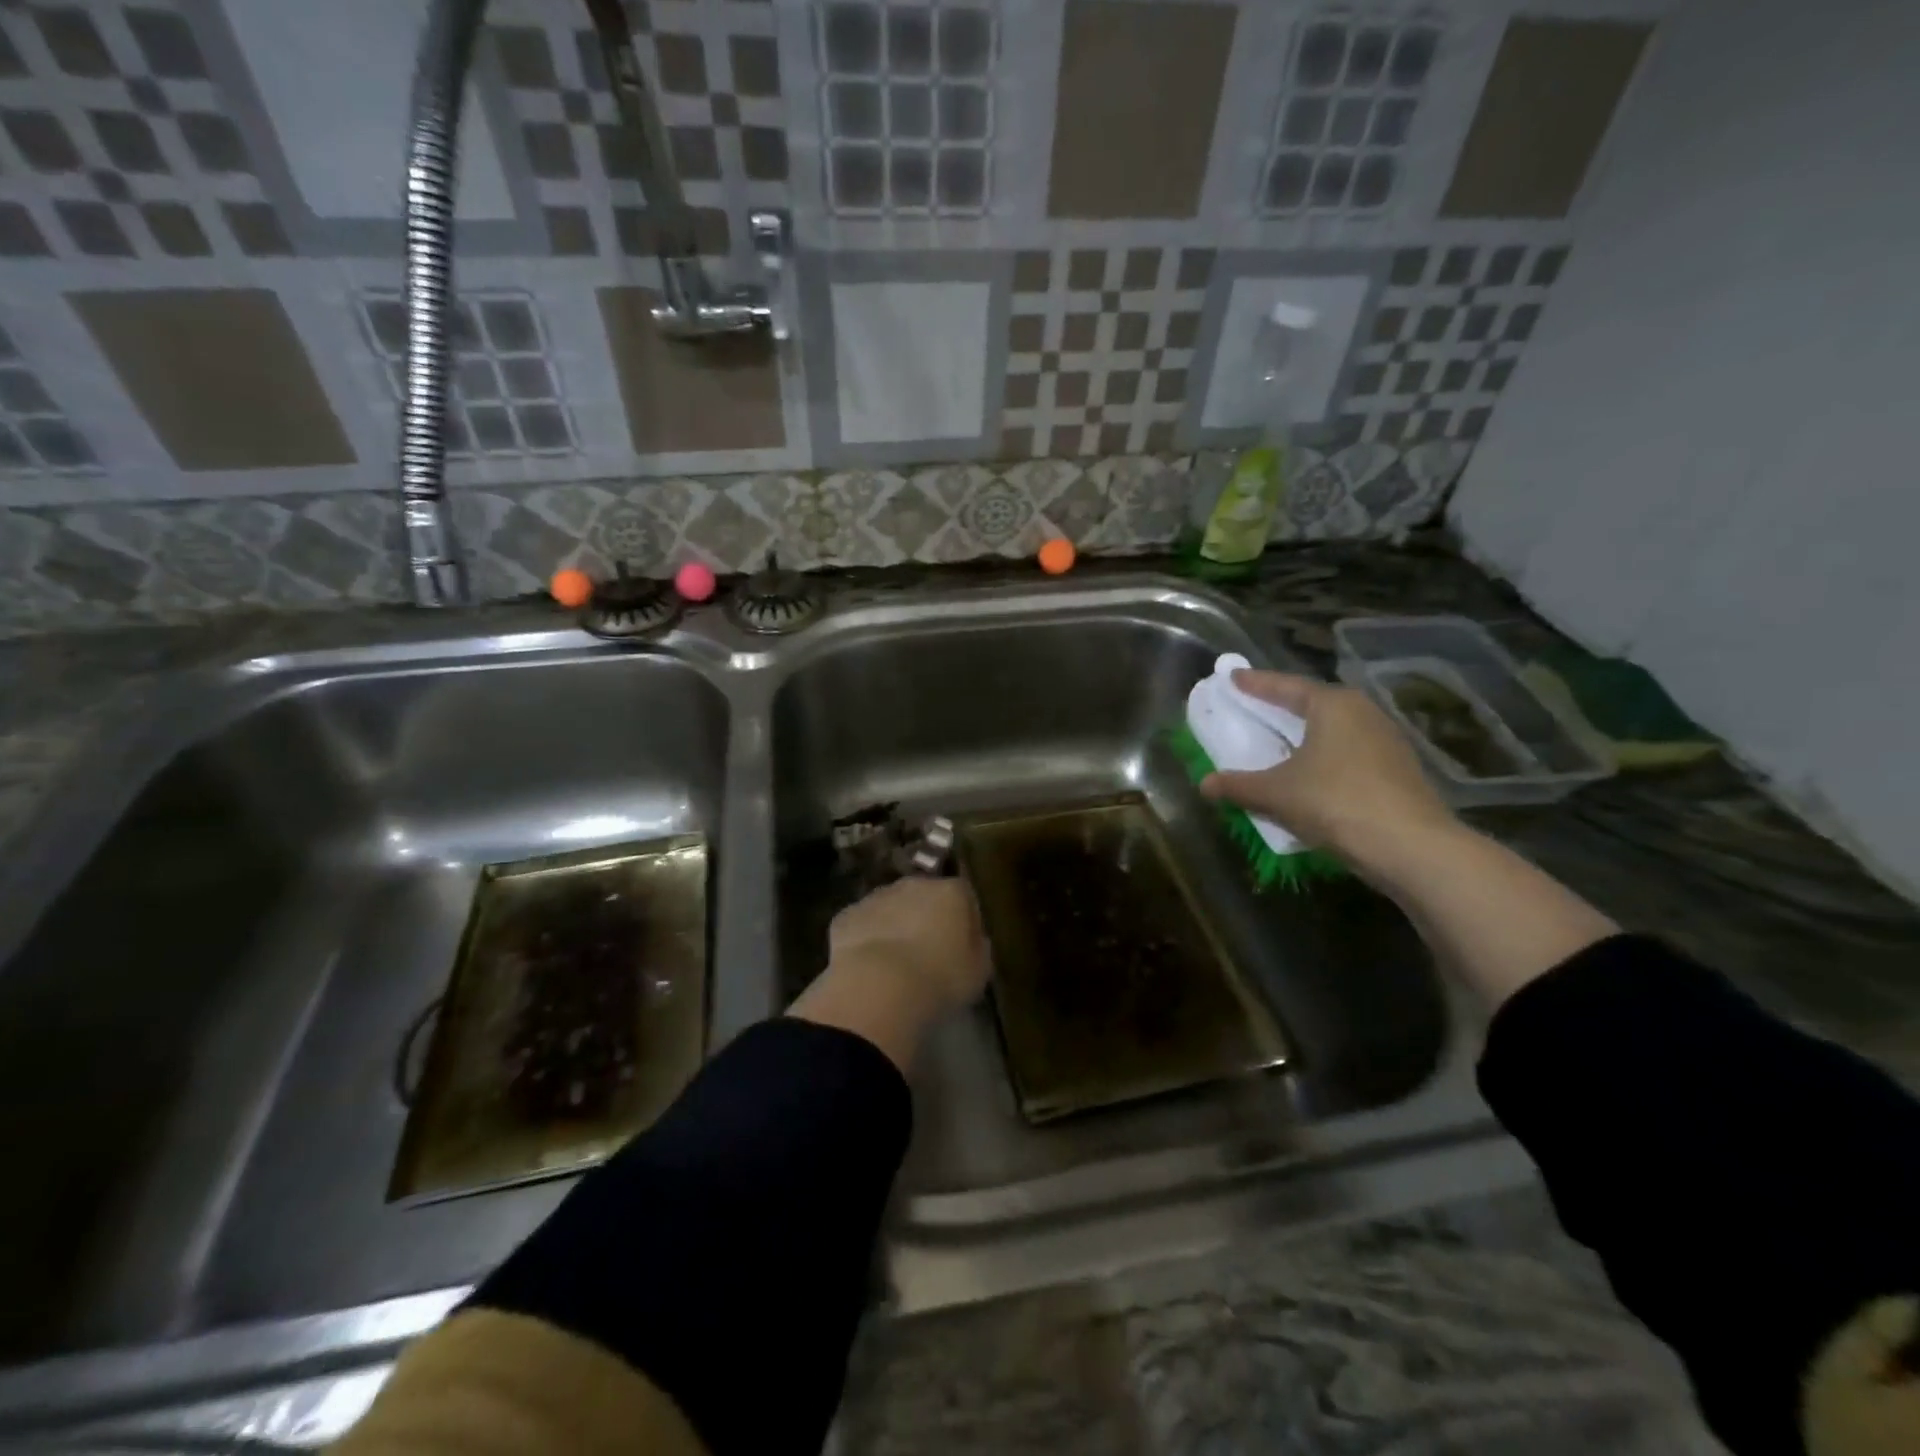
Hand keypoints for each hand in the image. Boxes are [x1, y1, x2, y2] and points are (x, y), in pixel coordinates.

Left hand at [790, 877, 989, 1073]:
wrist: (879, 987)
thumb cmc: (940, 978)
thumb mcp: (978, 971)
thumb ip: (977, 949)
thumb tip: (973, 940)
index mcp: (951, 892)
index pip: (964, 896)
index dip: (964, 920)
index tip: (962, 945)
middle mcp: (914, 885)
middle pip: (924, 896)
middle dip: (926, 917)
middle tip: (928, 952)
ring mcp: (877, 897)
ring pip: (891, 908)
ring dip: (895, 926)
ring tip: (896, 964)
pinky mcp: (847, 916)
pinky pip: (863, 925)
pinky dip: (867, 939)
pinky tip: (869, 968)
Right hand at [1200, 669, 1455, 871]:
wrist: (1410, 846)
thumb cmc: (1335, 801)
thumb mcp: (1276, 793)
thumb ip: (1238, 785)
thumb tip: (1204, 784)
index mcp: (1333, 705)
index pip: (1286, 686)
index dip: (1256, 683)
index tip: (1234, 677)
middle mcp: (1364, 713)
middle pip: (1314, 704)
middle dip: (1283, 706)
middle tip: (1256, 706)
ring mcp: (1387, 741)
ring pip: (1335, 730)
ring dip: (1306, 735)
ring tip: (1282, 742)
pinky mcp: (1399, 770)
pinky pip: (1350, 754)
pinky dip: (1325, 757)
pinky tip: (1313, 774)